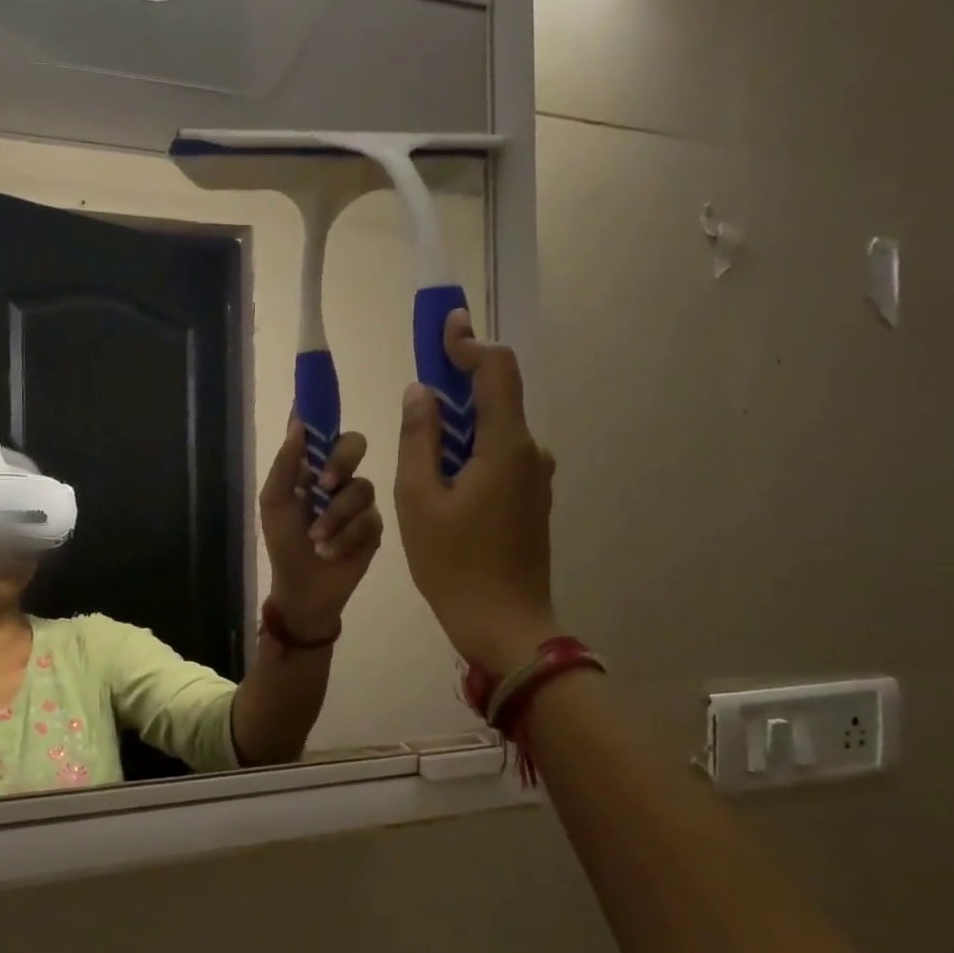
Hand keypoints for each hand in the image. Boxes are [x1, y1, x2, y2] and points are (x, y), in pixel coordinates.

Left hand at [260, 417, 382, 639]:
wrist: (304, 589)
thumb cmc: (284, 544)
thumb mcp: (274, 503)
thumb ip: (285, 464)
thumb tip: (298, 424)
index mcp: (311, 467)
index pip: (319, 430)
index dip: (321, 409)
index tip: (322, 385)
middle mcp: (338, 477)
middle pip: (354, 444)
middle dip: (341, 460)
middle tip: (326, 484)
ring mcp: (359, 501)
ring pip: (361, 488)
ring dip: (335, 517)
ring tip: (317, 541)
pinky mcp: (375, 526)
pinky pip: (370, 519)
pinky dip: (347, 537)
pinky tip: (332, 553)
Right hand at [394, 311, 559, 675]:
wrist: (505, 626)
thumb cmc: (454, 564)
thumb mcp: (419, 500)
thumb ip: (419, 439)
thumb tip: (420, 393)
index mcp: (506, 446)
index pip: (496, 370)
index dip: (469, 343)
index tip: (443, 327)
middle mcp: (530, 453)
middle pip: (496, 398)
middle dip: (457, 385)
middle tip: (417, 392)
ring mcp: (535, 479)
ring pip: (495, 433)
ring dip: (460, 426)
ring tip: (420, 449)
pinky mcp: (531, 502)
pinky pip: (499, 459)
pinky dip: (470, 453)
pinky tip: (442, 481)